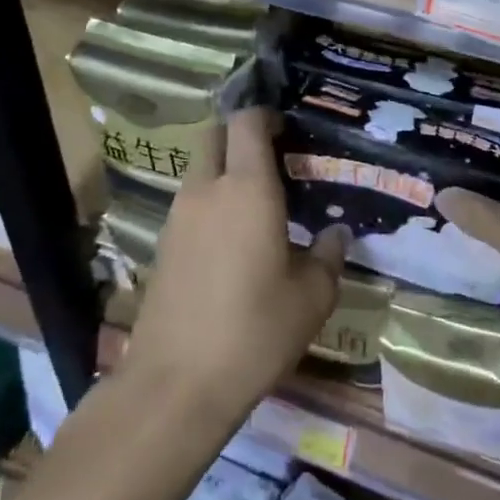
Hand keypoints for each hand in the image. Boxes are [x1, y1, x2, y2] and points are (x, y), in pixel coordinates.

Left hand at [125, 109, 345, 418]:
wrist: (176, 384)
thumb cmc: (255, 330)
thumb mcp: (312, 297)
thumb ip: (328, 257)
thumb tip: (337, 234)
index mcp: (246, 189)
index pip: (246, 123)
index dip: (265, 115)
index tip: (288, 128)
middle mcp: (206, 192)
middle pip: (214, 137)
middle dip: (240, 136)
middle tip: (274, 159)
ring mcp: (177, 219)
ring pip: (199, 172)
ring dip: (225, 172)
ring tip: (259, 203)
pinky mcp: (162, 247)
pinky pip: (190, 206)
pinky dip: (211, 205)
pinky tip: (234, 241)